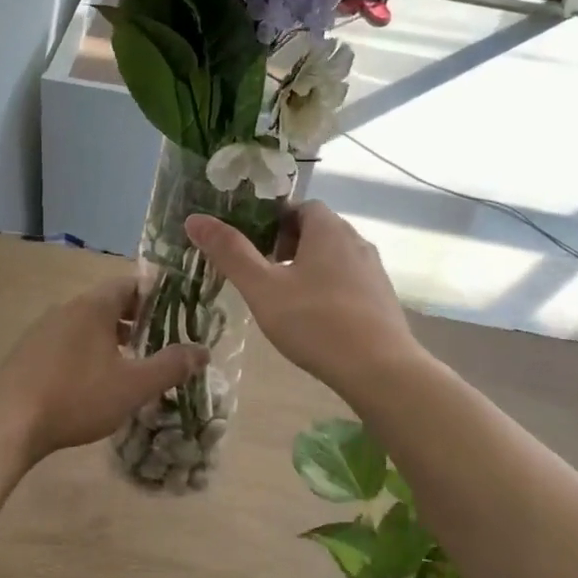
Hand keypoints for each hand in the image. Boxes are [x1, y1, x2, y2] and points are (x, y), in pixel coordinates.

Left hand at [0, 277, 207, 461]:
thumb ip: (171, 366)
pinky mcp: (27, 352)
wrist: (8, 424)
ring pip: (86, 323)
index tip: (176, 313)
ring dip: (110, 337)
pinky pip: (66, 340)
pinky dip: (86, 350)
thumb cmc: (77, 397)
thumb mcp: (134, 386)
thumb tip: (203, 351)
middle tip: (158, 340)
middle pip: (108, 302)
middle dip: (136, 319)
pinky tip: (91, 381)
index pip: (130, 283)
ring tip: (129, 363)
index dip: (156, 295)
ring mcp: (42, 329)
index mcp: (93, 306)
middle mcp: (67, 308)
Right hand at [186, 202, 421, 397]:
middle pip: (318, 231)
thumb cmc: (315, 322)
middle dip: (289, 245)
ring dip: (310, 268)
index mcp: (328, 229)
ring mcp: (374, 271)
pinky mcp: (383, 299)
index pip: (301, 207)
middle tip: (265, 273)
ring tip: (287, 299)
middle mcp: (356, 241)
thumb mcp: (262, 288)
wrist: (380, 369)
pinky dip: (330, 289)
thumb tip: (195, 219)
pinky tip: (316, 320)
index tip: (255, 246)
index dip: (275, 221)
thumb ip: (230, 253)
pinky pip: (350, 281)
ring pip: (335, 257)